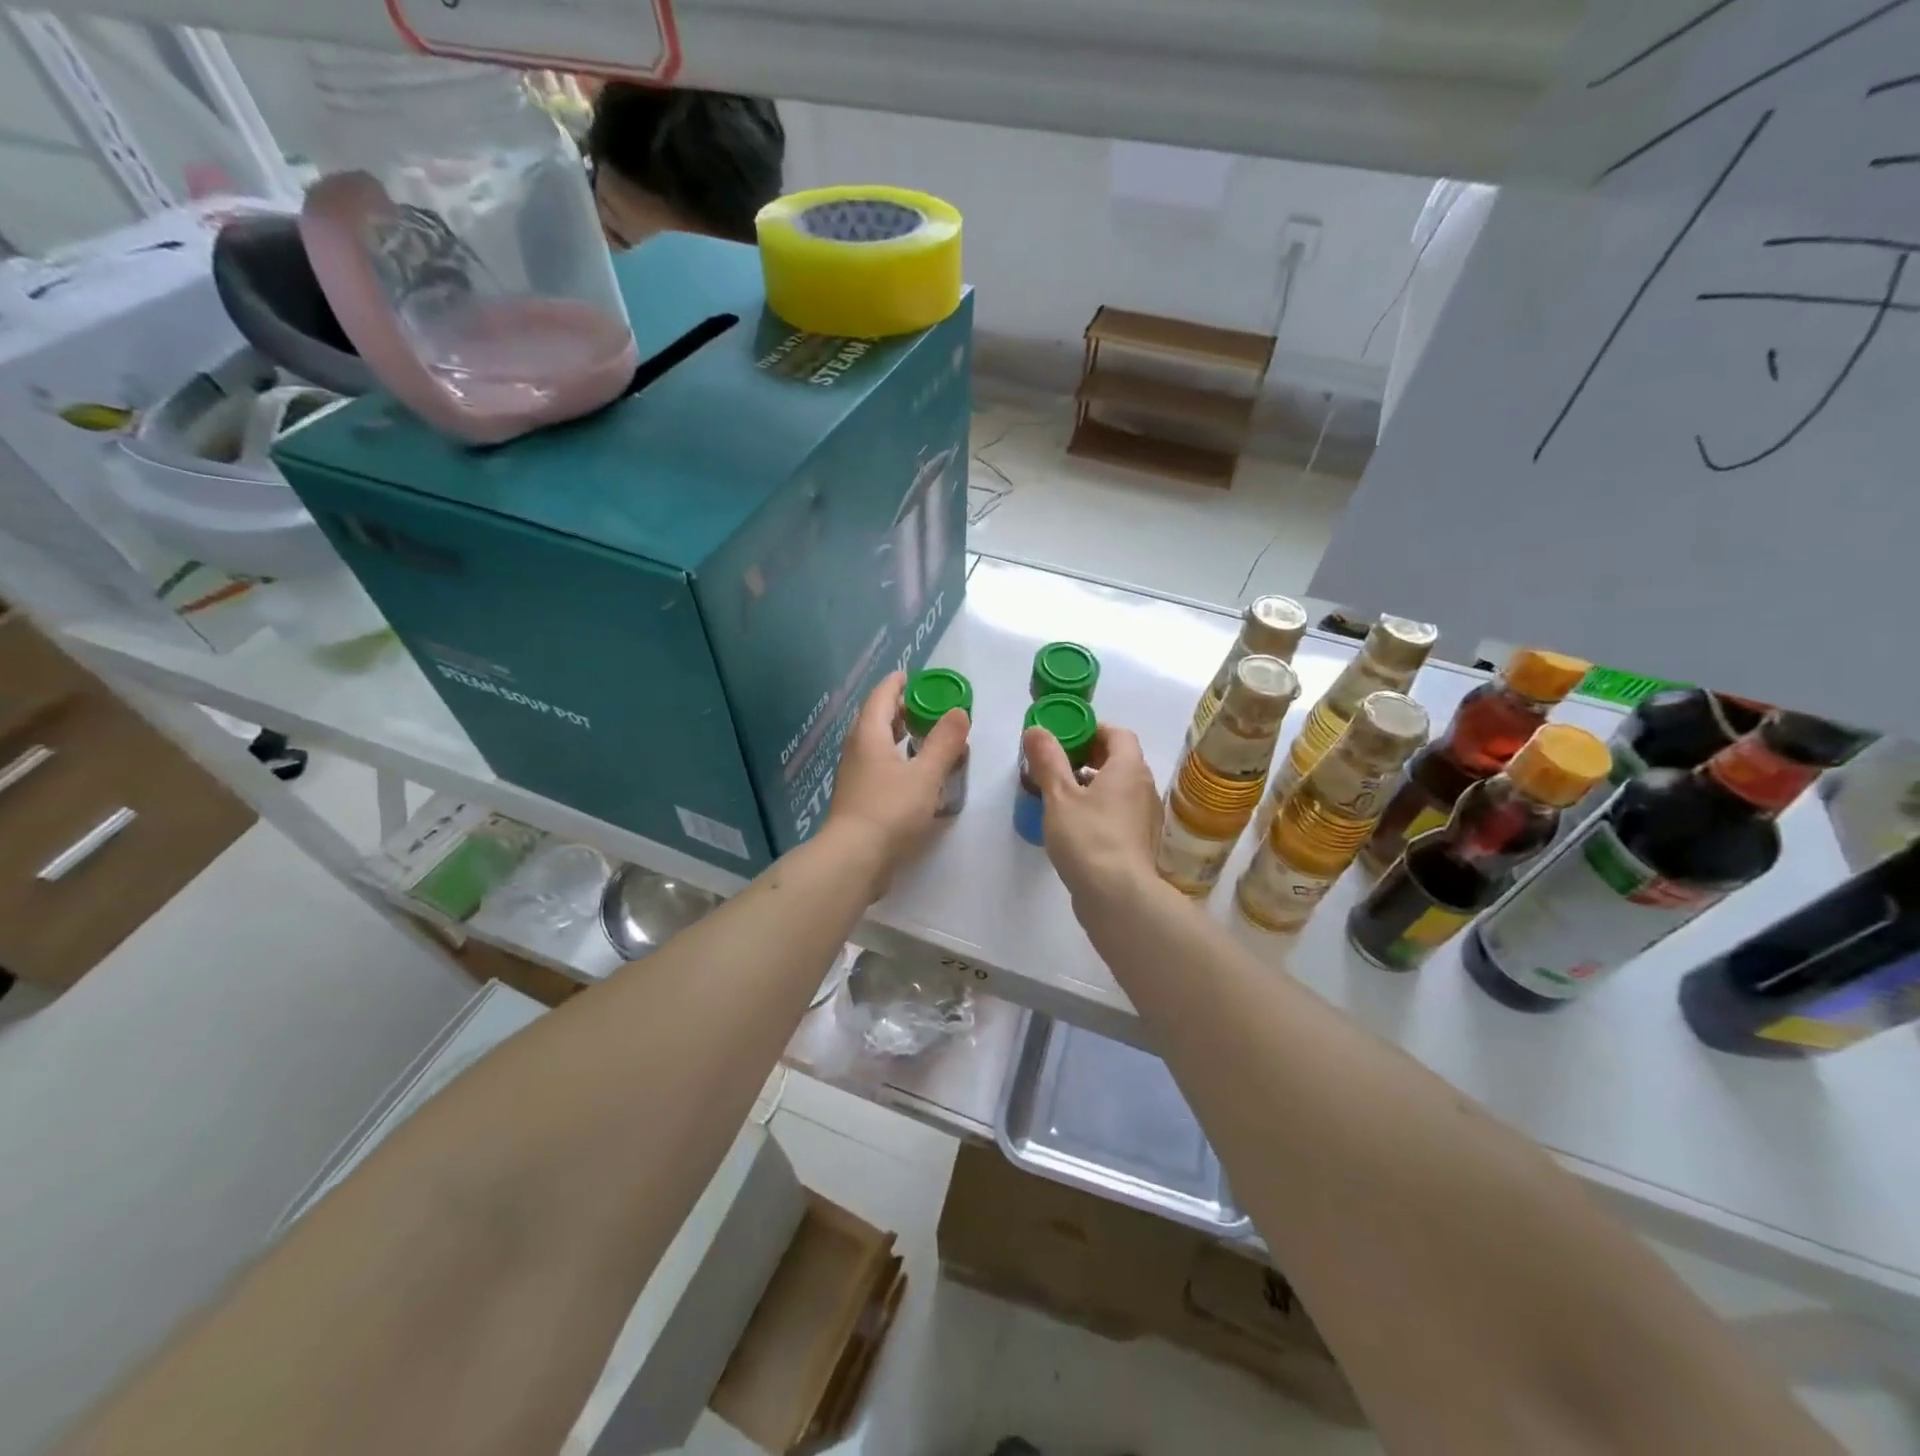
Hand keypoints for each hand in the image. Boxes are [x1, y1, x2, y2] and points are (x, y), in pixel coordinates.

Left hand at [824, 672, 968, 892]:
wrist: (854, 858)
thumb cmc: (890, 810)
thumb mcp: (926, 774)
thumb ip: (944, 743)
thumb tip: (959, 712)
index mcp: (869, 734)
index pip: (882, 695)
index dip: (899, 683)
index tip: (917, 677)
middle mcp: (857, 749)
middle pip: (877, 717)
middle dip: (901, 708)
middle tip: (929, 707)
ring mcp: (855, 774)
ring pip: (877, 743)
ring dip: (898, 735)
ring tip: (925, 737)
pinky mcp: (858, 797)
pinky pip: (878, 765)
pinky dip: (896, 758)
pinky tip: (915, 773)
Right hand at [1021, 723, 1162, 909]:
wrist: (1119, 896)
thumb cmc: (1088, 838)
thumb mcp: (1059, 796)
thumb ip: (1048, 761)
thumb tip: (1036, 729)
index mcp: (1128, 768)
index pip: (1118, 733)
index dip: (1092, 729)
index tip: (1065, 737)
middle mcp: (1144, 787)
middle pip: (1120, 759)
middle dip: (1090, 756)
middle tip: (1058, 765)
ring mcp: (1145, 817)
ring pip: (1120, 788)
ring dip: (1094, 784)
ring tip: (1062, 795)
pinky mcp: (1140, 842)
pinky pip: (1120, 812)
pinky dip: (1101, 808)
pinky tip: (1076, 825)